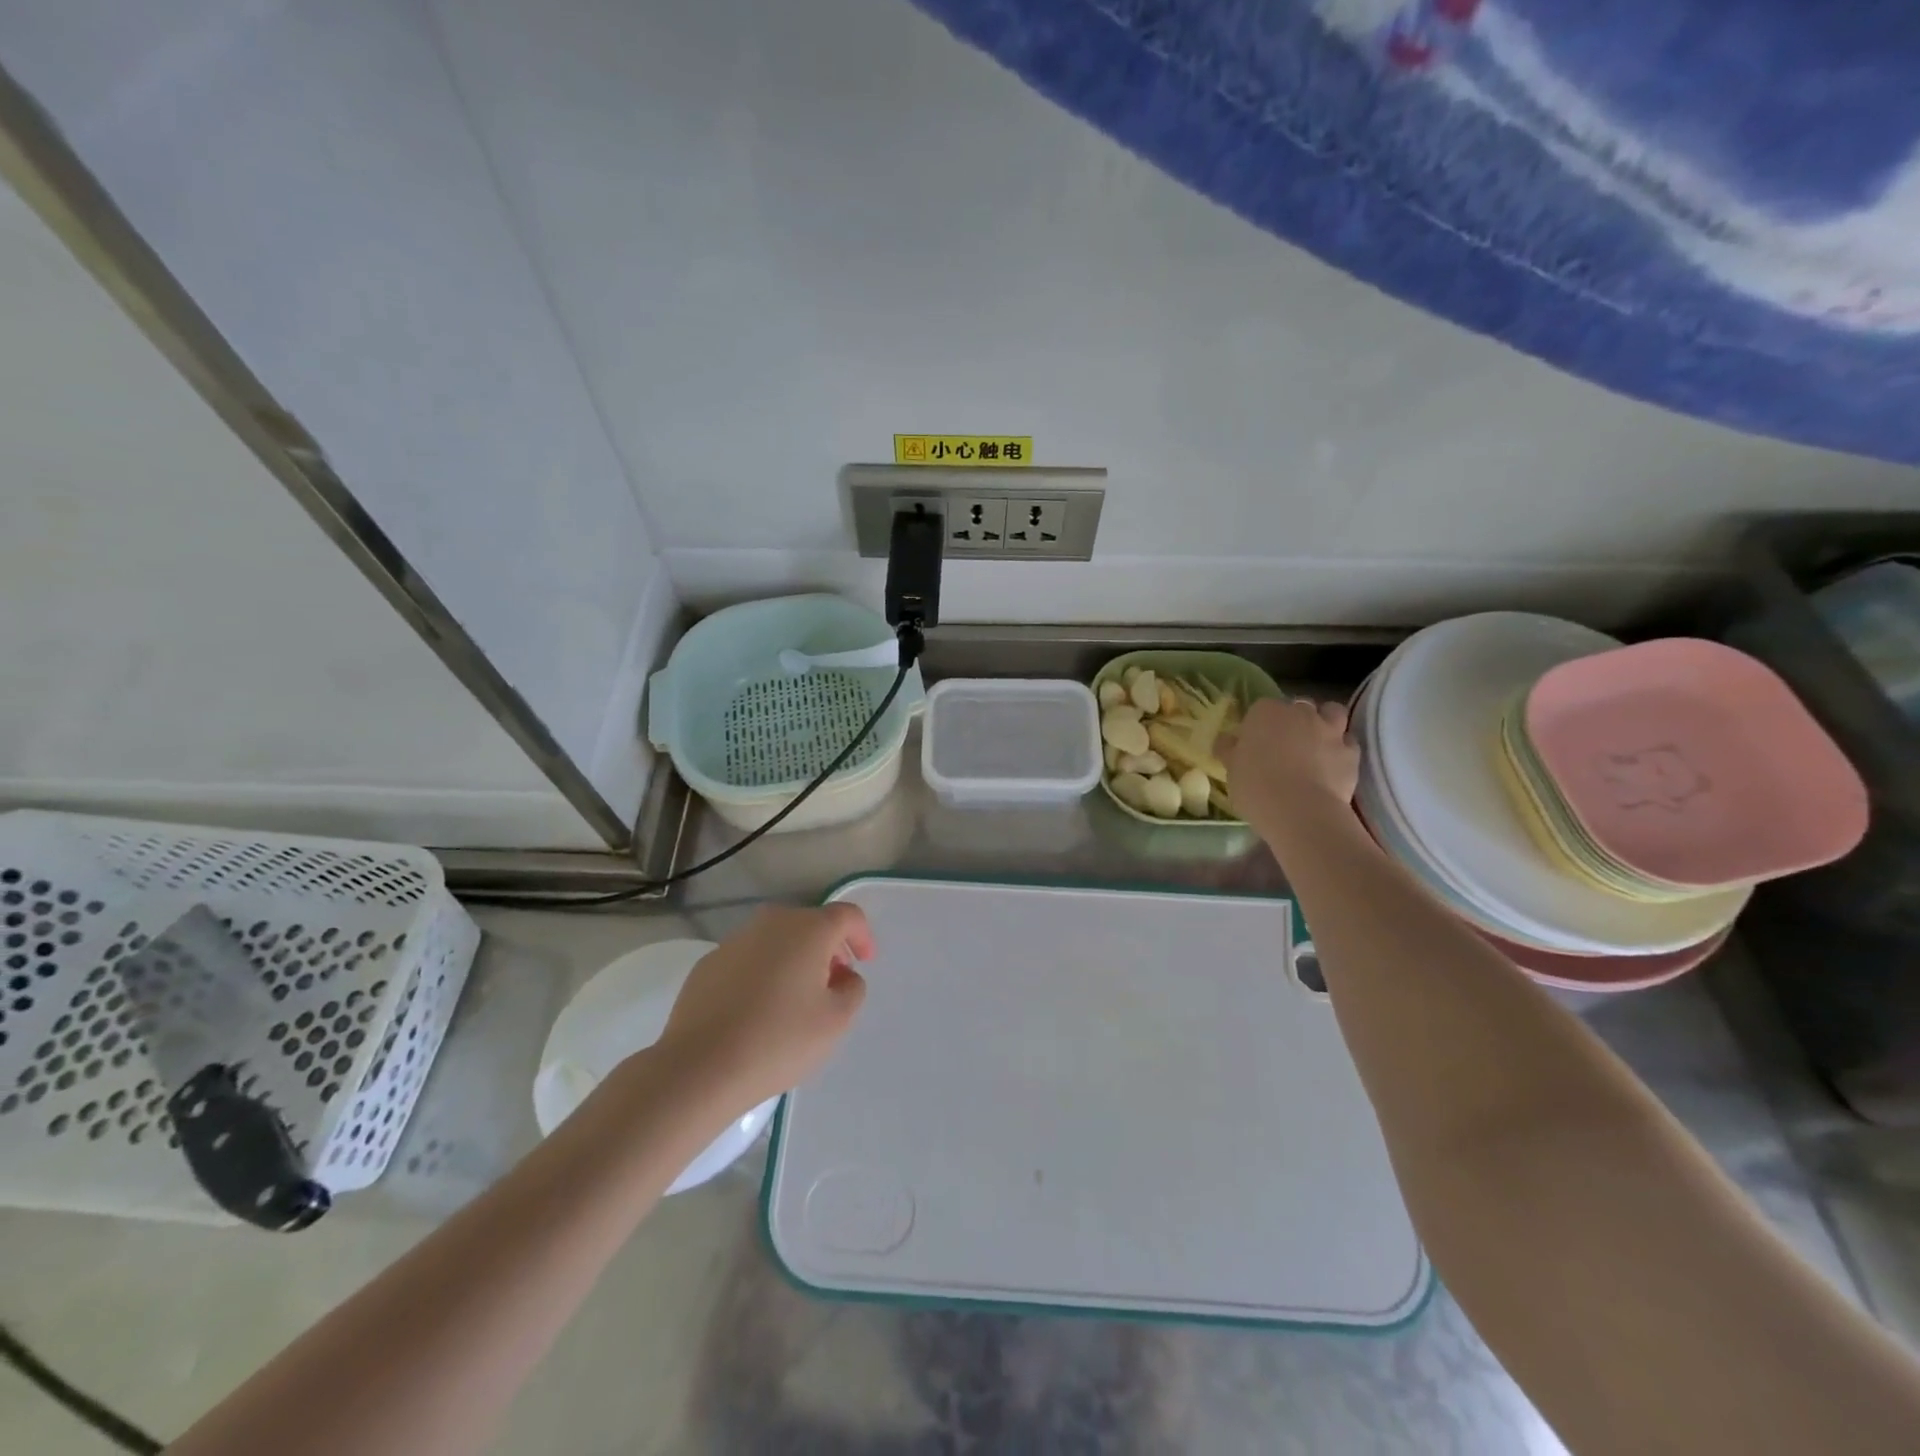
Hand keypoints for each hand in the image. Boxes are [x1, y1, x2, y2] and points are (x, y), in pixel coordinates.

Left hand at [656, 903, 872, 1113]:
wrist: (700, 1067)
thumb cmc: (779, 1040)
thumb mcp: (836, 1021)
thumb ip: (852, 989)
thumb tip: (843, 975)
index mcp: (808, 930)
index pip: (847, 916)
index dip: (862, 935)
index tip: (866, 962)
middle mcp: (772, 923)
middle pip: (810, 924)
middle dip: (828, 948)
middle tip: (833, 982)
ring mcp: (735, 941)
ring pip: (777, 940)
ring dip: (794, 959)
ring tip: (795, 1000)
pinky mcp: (708, 963)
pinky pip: (749, 958)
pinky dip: (763, 973)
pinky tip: (758, 1009)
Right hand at [1223, 696, 1360, 834]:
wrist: (1300, 811)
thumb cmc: (1256, 787)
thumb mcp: (1231, 769)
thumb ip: (1229, 750)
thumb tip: (1226, 740)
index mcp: (1265, 713)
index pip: (1262, 707)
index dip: (1260, 724)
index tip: (1256, 742)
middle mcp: (1300, 713)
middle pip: (1298, 707)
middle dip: (1294, 720)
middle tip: (1285, 744)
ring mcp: (1329, 730)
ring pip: (1332, 713)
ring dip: (1326, 722)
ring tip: (1317, 744)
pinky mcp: (1351, 752)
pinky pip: (1348, 742)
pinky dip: (1342, 748)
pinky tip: (1334, 764)